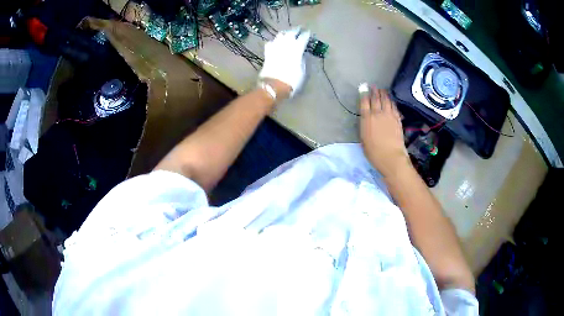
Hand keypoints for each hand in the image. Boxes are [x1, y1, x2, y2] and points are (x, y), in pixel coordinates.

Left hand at [259, 28, 310, 97]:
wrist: (273, 86)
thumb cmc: (291, 80)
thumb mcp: (302, 71)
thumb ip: (303, 60)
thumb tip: (302, 54)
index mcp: (296, 49)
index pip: (303, 38)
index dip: (306, 34)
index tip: (309, 32)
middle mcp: (285, 45)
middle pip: (291, 33)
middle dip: (296, 30)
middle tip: (299, 28)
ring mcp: (275, 48)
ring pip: (280, 36)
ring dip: (285, 33)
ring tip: (288, 33)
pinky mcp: (267, 53)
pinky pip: (270, 43)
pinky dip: (274, 41)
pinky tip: (276, 42)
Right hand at [360, 85, 409, 177]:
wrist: (391, 156)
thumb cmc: (373, 152)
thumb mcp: (363, 139)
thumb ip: (365, 126)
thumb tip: (366, 119)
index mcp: (367, 118)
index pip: (364, 102)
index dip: (364, 93)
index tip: (363, 87)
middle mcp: (378, 114)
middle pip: (376, 98)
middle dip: (374, 91)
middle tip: (374, 86)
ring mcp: (389, 115)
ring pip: (386, 101)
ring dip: (384, 94)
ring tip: (382, 90)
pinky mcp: (397, 119)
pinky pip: (394, 107)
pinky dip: (392, 102)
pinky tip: (391, 101)